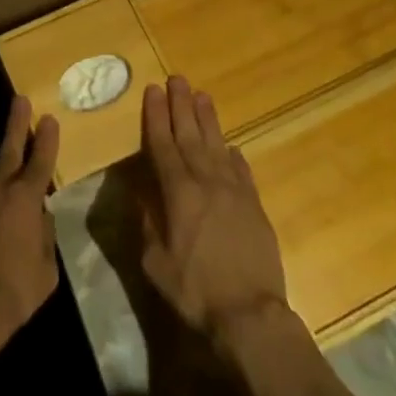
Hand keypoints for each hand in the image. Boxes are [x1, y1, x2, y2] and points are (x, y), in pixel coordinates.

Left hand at [0, 94, 59, 346]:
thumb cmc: (14, 289)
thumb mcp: (45, 270)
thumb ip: (45, 237)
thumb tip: (41, 217)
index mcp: (28, 197)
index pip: (42, 160)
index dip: (47, 138)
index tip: (50, 118)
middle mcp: (0, 184)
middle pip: (10, 144)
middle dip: (17, 121)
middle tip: (20, 99)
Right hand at [139, 76, 289, 344]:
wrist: (251, 316)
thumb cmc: (195, 291)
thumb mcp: (155, 262)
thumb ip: (147, 223)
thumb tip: (140, 193)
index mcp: (177, 192)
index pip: (162, 144)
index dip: (156, 116)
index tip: (152, 90)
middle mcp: (205, 182)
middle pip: (190, 134)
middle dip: (181, 105)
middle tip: (176, 79)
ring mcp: (234, 192)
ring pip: (217, 145)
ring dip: (207, 119)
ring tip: (201, 95)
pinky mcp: (255, 207)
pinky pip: (242, 171)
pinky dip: (234, 155)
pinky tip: (231, 145)